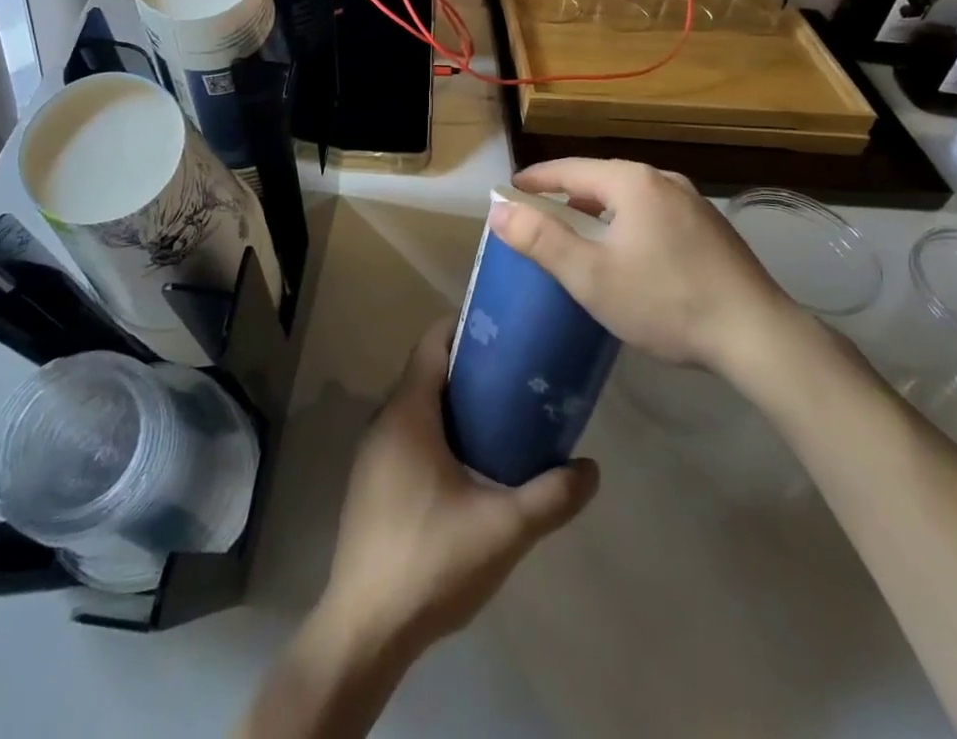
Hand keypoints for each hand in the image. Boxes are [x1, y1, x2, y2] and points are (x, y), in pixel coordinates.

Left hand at [320, 319, 598, 654]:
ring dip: (452, 403)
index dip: (464, 327)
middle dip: (468, 368)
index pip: (431, 343)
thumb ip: (550, 496)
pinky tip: (467, 465)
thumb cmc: (431, 560)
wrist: (365, 629)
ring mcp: (372, 453)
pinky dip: (435, 432)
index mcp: (408, 412)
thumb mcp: (503, 528)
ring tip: (500, 416)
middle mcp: (384, 421)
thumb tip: (591, 468)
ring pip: (415, 407)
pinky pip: (406, 436)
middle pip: (426, 372)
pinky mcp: (370, 483)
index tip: (502, 330)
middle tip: (515, 375)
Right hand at [487, 158, 811, 382]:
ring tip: (580, 233)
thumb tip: (498, 209)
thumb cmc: (665, 301)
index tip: (510, 190)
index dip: (536, 179)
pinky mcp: (711, 228)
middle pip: (601, 179)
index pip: (570, 169)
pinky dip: (628, 221)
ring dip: (599, 210)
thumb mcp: (591, 275)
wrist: (758, 335)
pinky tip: (629, 251)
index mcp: (632, 182)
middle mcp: (663, 179)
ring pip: (630, 196)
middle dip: (567, 195)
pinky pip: (654, 212)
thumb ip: (541, 240)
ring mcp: (693, 202)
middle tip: (540, 215)